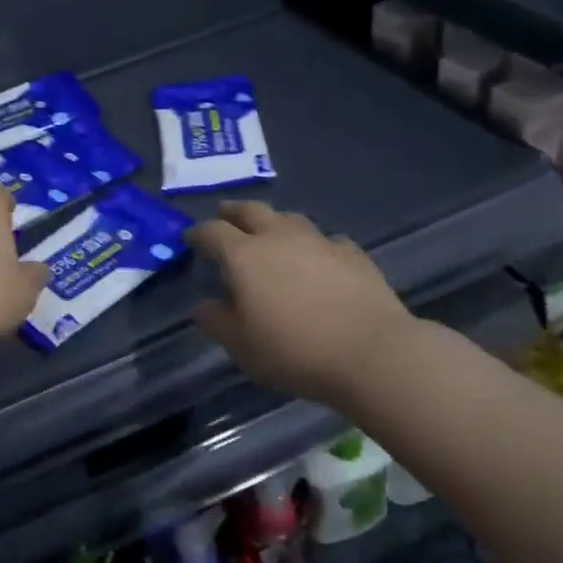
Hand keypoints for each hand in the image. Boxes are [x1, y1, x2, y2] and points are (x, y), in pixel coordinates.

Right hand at [188, 201, 416, 403]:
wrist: (371, 352)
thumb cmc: (294, 350)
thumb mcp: (242, 346)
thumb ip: (217, 322)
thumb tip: (202, 306)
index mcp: (244, 256)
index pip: (212, 232)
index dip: (198, 233)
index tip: (190, 238)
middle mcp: (279, 238)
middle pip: (251, 211)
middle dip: (234, 211)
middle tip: (226, 215)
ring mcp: (319, 241)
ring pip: (290, 218)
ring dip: (274, 221)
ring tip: (271, 231)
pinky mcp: (353, 253)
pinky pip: (326, 239)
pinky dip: (315, 244)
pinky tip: (320, 258)